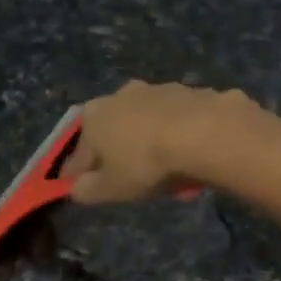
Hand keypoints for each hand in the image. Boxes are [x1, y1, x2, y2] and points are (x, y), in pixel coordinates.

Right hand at [67, 80, 253, 203]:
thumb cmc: (146, 163)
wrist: (204, 133)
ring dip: (151, 143)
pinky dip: (180, 137)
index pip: (79, 152)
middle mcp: (121, 95)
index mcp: (94, 116)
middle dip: (118, 153)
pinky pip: (179, 123)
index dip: (77, 173)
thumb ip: (88, 190)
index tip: (79, 187)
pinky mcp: (191, 92)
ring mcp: (158, 90)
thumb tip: (76, 188)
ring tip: (165, 171)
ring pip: (147, 124)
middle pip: (114, 131)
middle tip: (129, 179)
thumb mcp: (111, 188)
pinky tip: (190, 157)